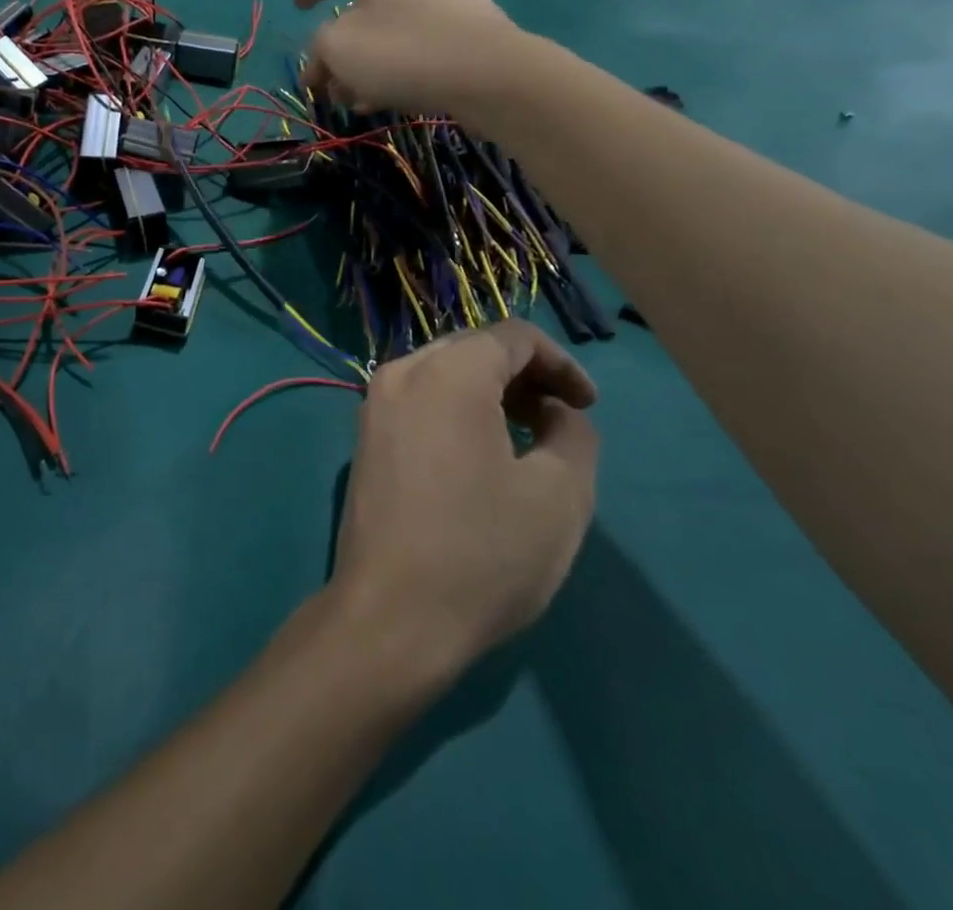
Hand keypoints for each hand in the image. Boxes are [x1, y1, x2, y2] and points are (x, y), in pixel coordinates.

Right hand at [295, 0, 519, 115]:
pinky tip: (388, 99)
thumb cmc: (403, 51)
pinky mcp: (473, 26)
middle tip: (325, 79)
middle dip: (338, 45)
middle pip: (363, 3)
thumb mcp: (339, 49)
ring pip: (390, 28)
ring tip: (354, 100)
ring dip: (364, 63)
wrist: (493, 75)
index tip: (298, 10)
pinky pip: (420, 41)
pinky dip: (396, 65)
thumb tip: (322, 59)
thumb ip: (319, 48)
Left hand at [328, 321, 598, 689]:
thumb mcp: (559, 494)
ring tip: (528, 439)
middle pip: (473, 349)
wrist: (391, 616)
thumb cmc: (483, 554)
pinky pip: (419, 399)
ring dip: (491, 391)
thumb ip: (572, 432)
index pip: (513, 337)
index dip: (561, 363)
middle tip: (561, 419)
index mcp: (447, 373)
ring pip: (444, 372)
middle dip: (524, 374)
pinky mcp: (365, 436)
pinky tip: (481, 454)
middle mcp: (402, 372)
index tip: (588, 405)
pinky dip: (457, 408)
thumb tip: (555, 411)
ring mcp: (374, 404)